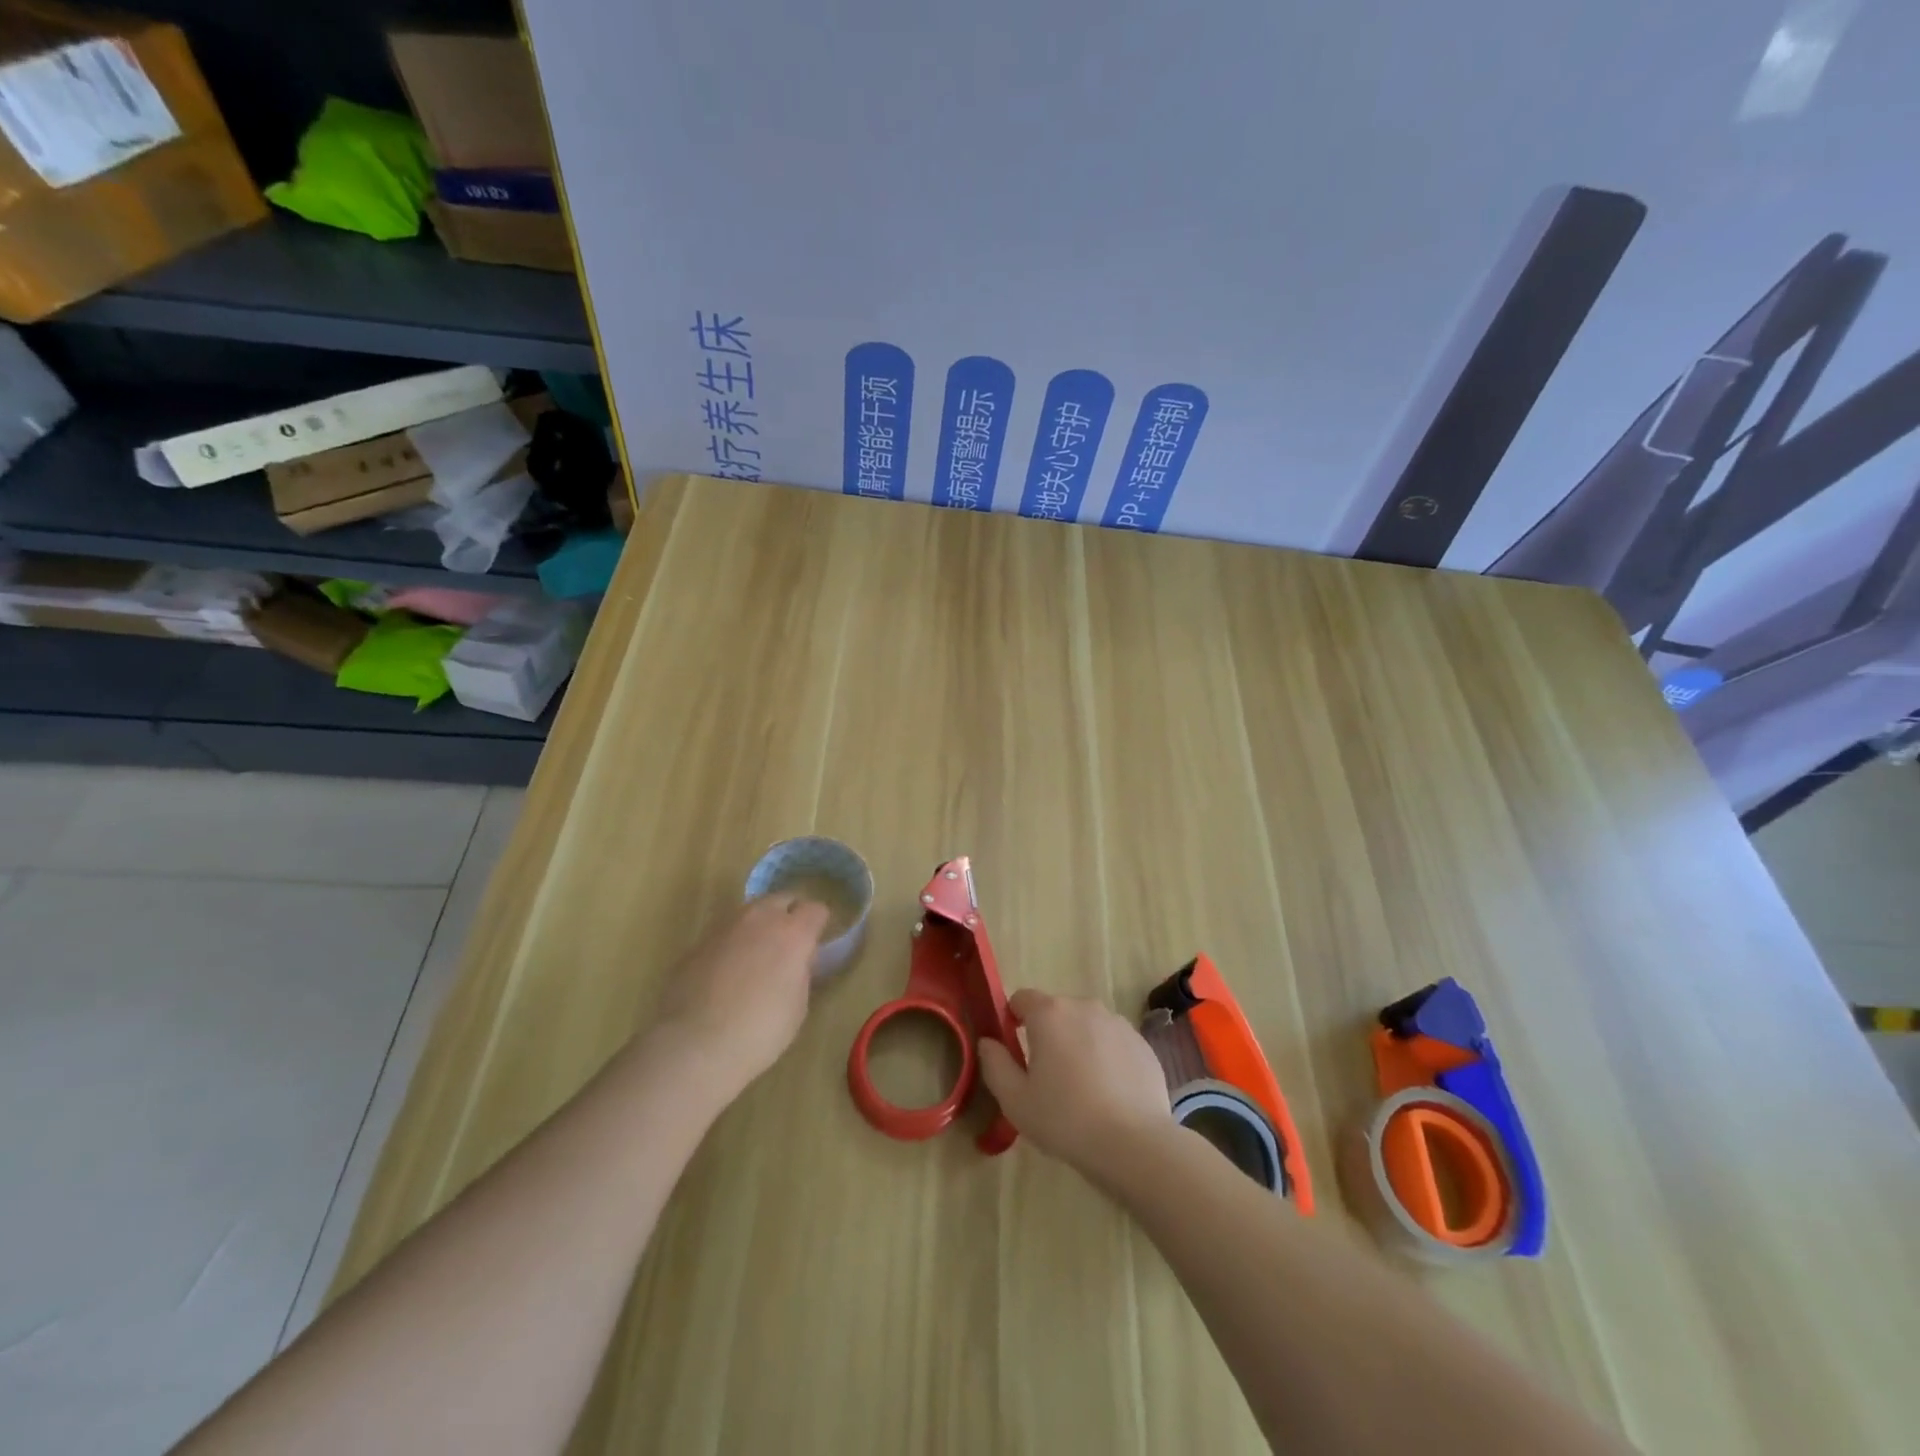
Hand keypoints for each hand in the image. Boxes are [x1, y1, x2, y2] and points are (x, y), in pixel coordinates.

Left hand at [648, 895, 831, 1100]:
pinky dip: (732, 945)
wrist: (695, 1045)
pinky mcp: (697, 943)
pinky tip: (726, 974)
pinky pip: (724, 933)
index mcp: (792, 933)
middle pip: (782, 899)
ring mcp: (724, 927)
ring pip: (750, 912)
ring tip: (756, 957)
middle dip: (789, 915)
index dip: (819, 925)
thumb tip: (796, 961)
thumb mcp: (798, 1005)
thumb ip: (800, 972)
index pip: (816, 910)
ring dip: (759, 926)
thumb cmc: (760, 1031)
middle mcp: (759, 919)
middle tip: (789, 945)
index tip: (816, 945)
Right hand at [977, 989, 1173, 1184]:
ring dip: (1078, 1044)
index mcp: (1049, 1013)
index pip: (1021, 999)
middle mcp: (1084, 1007)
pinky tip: (1109, 1094)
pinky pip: (1113, 1042)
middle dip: (1048, 1035)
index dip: (1013, 1020)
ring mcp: (1117, 1023)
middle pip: (1056, 1012)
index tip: (1014, 1052)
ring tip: (1081, 1088)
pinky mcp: (1141, 1043)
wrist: (1134, 1144)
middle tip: (1047, 1077)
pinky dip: (1106, 1058)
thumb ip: (995, 1064)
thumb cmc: (1065, 1119)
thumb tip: (988, 1042)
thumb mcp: (1015, 1100)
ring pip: (1086, 1026)